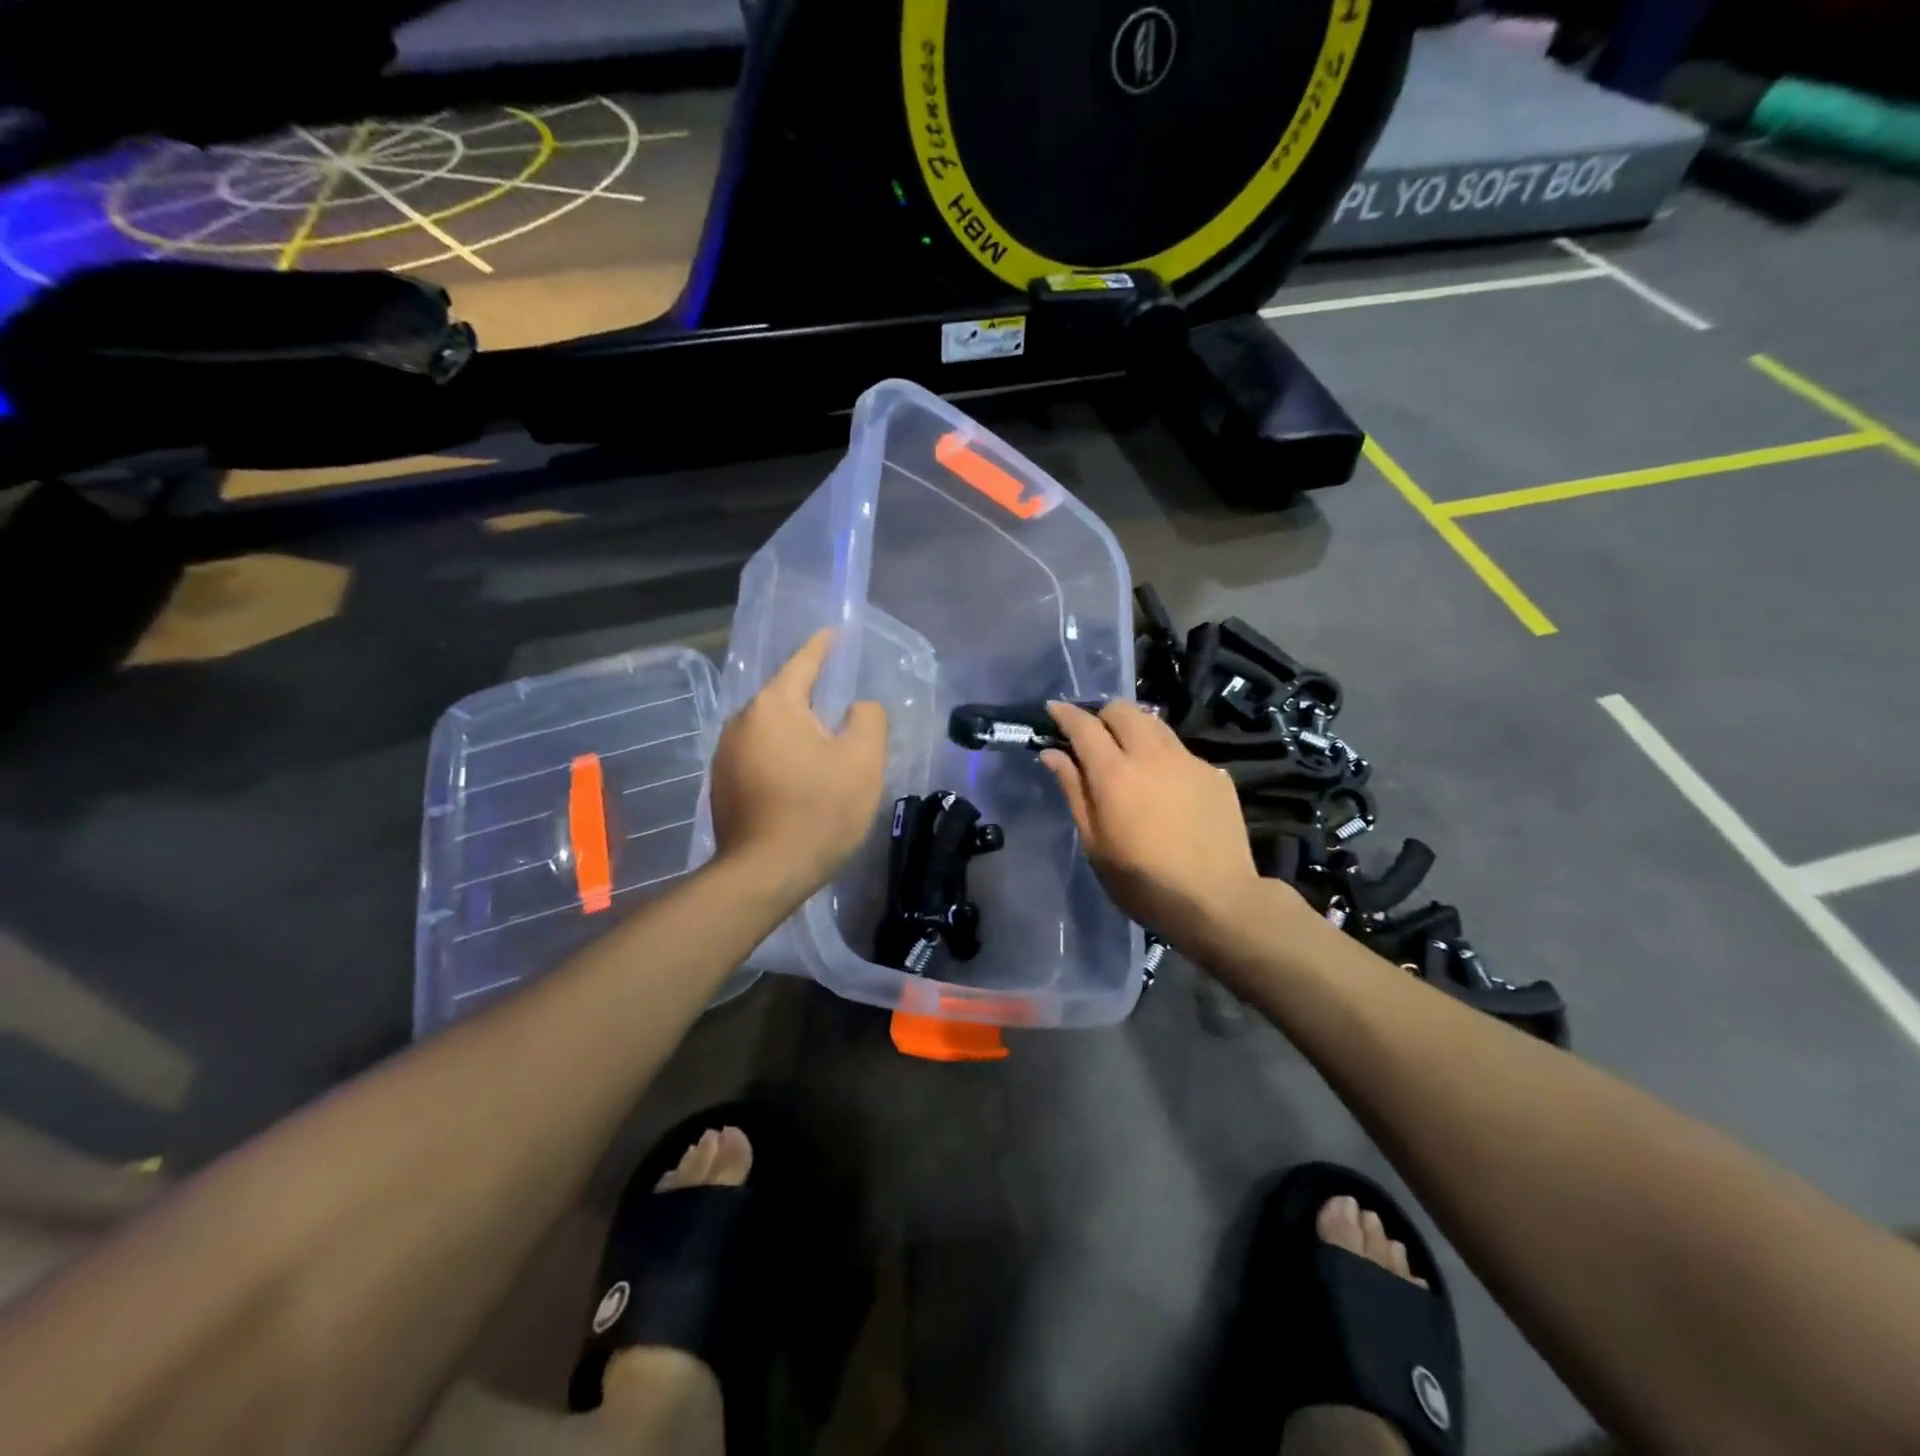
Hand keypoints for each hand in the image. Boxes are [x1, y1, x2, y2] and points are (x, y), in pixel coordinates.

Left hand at [709, 629, 887, 902]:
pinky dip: (781, 758)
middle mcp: (741, 721)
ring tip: (824, 753)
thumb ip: (868, 719)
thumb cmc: (819, 811)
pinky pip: (759, 756)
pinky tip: (799, 782)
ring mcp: (725, 754)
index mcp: (774, 706)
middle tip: (843, 714)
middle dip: (812, 701)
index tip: (834, 633)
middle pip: (785, 699)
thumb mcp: (863, 760)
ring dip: (796, 734)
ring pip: (771, 730)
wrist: (765, 873)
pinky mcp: (721, 785)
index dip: (823, 647)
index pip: (803, 663)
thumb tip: (858, 708)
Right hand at [1040, 701, 1282, 955]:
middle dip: (1102, 715)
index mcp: (1115, 774)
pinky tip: (1165, 786)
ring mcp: (1188, 761)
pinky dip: (1163, 756)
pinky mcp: (1215, 774)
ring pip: (1155, 723)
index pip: (1084, 726)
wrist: (1217, 901)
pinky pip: (1180, 751)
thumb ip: (1074, 791)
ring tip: (1128, 754)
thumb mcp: (1095, 844)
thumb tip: (1052, 754)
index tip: (1053, 709)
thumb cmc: (1142, 882)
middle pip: (1123, 710)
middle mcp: (1152, 755)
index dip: (1065, 713)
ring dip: (1134, 728)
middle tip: (1093, 737)